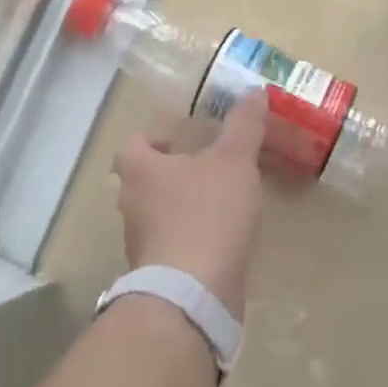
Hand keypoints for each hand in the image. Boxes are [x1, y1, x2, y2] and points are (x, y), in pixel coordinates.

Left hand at [113, 93, 266, 317]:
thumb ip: (244, 125)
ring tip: (221, 202)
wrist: (193, 295)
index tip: (181, 140)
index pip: (132, 145)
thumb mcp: (235, 160)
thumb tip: (255, 91)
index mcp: (141, 171)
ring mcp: (142, 246)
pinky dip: (192, 240)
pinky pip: (172, 247)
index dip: (153, 138)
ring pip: (157, 216)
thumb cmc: (207, 214)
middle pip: (143, 181)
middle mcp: (132, 206)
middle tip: (207, 167)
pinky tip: (223, 239)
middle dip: (172, 173)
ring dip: (182, 207)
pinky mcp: (158, 276)